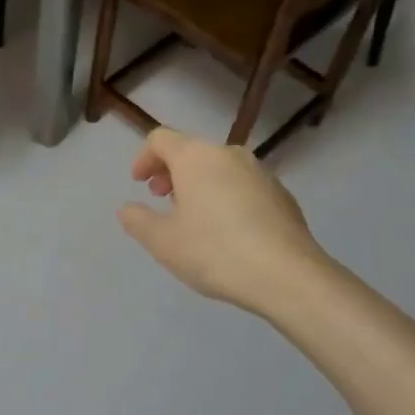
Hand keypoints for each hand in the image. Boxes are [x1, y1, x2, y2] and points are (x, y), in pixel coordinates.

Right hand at [117, 128, 327, 313]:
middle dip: (171, 172)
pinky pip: (242, 185)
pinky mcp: (281, 194)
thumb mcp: (162, 242)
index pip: (161, 139)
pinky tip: (227, 231)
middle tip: (161, 199)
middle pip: (191, 151)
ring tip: (193, 217)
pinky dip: (225, 196)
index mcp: (196, 157)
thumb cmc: (214, 252)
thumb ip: (138, 221)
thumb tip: (127, 209)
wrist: (286, 275)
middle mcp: (229, 154)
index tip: (138, 184)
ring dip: (199, 184)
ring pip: (219, 168)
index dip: (143, 158)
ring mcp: (260, 172)